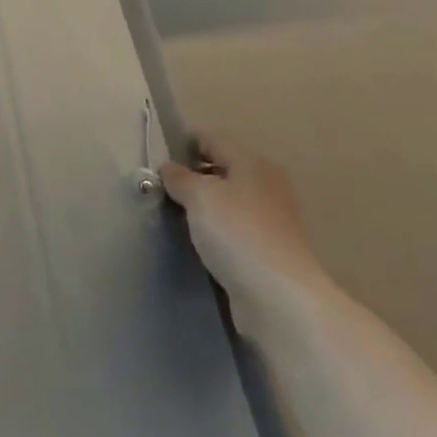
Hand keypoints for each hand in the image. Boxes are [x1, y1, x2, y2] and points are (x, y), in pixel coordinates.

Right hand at [160, 143, 329, 308]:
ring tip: (173, 215)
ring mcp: (271, 220)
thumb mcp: (199, 196)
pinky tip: (197, 242)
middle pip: (222, 169)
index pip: (212, 139)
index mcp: (253, 163)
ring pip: (227, 201)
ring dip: (203, 207)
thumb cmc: (237, 233)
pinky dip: (216, 232)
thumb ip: (179, 177)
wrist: (279, 298)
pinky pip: (234, 230)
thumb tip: (169, 169)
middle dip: (192, 176)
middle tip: (160, 188)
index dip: (183, 143)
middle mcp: (266, 185)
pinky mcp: (269, 251)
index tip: (156, 158)